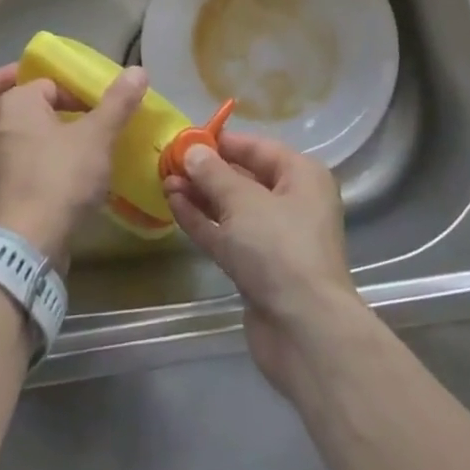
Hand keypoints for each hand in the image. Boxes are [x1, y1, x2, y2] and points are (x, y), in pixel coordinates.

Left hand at [0, 63, 147, 267]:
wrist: (25, 246)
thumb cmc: (59, 178)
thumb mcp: (97, 137)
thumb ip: (117, 103)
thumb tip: (137, 71)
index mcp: (13, 104)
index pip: (43, 82)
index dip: (71, 91)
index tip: (93, 108)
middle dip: (8, 88)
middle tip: (39, 96)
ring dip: (11, 123)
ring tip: (45, 128)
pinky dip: (14, 153)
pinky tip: (45, 164)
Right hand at [163, 132, 365, 393]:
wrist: (304, 331)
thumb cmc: (279, 248)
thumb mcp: (243, 201)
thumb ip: (213, 174)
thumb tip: (192, 151)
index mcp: (302, 176)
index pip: (258, 148)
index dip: (222, 142)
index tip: (187, 137)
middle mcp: (292, 202)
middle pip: (244, 178)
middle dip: (207, 171)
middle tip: (168, 161)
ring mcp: (275, 239)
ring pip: (232, 209)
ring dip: (200, 196)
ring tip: (164, 181)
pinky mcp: (258, 269)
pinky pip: (227, 236)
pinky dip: (203, 222)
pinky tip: (174, 206)